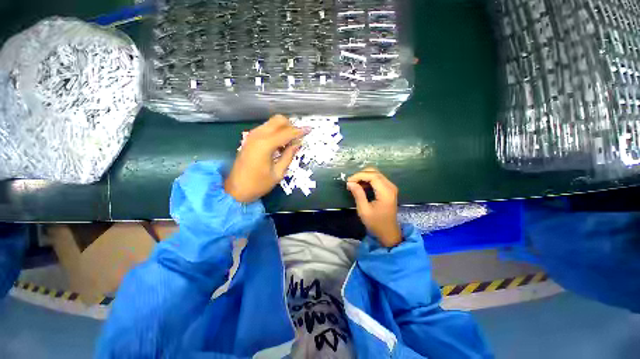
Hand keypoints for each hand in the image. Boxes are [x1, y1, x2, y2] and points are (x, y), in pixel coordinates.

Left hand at [225, 115, 304, 202]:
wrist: (236, 189)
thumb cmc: (258, 184)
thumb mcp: (278, 173)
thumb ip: (289, 156)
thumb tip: (298, 143)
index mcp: (265, 145)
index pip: (287, 133)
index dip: (299, 131)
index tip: (309, 130)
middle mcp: (258, 135)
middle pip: (278, 120)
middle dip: (291, 126)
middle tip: (298, 138)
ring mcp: (252, 135)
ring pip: (272, 123)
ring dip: (283, 128)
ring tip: (289, 143)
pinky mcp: (250, 138)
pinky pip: (266, 128)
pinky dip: (275, 132)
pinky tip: (279, 144)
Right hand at [346, 167, 401, 246]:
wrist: (388, 232)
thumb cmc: (376, 223)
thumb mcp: (364, 210)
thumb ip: (358, 194)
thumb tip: (350, 182)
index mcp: (386, 192)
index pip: (372, 176)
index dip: (359, 176)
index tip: (348, 181)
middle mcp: (390, 186)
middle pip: (374, 172)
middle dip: (360, 175)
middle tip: (350, 183)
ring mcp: (390, 187)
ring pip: (375, 174)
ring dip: (364, 177)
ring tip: (354, 185)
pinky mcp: (388, 189)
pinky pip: (377, 179)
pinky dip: (368, 180)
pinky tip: (361, 187)